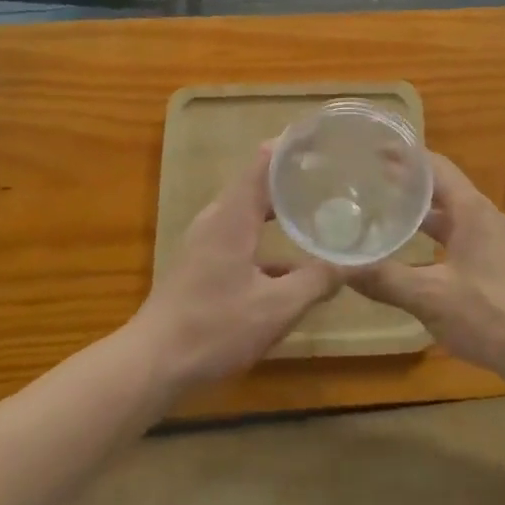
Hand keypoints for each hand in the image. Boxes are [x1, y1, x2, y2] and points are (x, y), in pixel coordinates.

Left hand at [129, 144, 339, 392]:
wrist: (152, 364)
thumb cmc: (213, 328)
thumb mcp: (276, 308)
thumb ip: (317, 282)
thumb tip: (353, 265)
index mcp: (233, 215)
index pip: (264, 160)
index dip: (293, 146)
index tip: (324, 140)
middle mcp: (218, 217)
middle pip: (259, 182)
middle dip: (295, 177)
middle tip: (334, 176)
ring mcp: (207, 240)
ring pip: (251, 210)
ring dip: (282, 208)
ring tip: (320, 210)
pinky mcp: (202, 261)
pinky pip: (242, 233)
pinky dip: (269, 236)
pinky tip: (294, 262)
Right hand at [349, 151, 504, 384]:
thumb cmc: (491, 313)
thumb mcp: (430, 296)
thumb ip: (385, 280)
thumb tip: (339, 268)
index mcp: (471, 211)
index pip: (435, 167)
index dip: (405, 155)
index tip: (374, 149)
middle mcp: (484, 218)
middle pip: (442, 190)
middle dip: (407, 184)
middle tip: (369, 182)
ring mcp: (494, 244)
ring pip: (451, 218)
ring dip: (421, 214)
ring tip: (384, 214)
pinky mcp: (498, 268)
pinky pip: (459, 239)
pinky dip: (433, 238)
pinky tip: (414, 257)